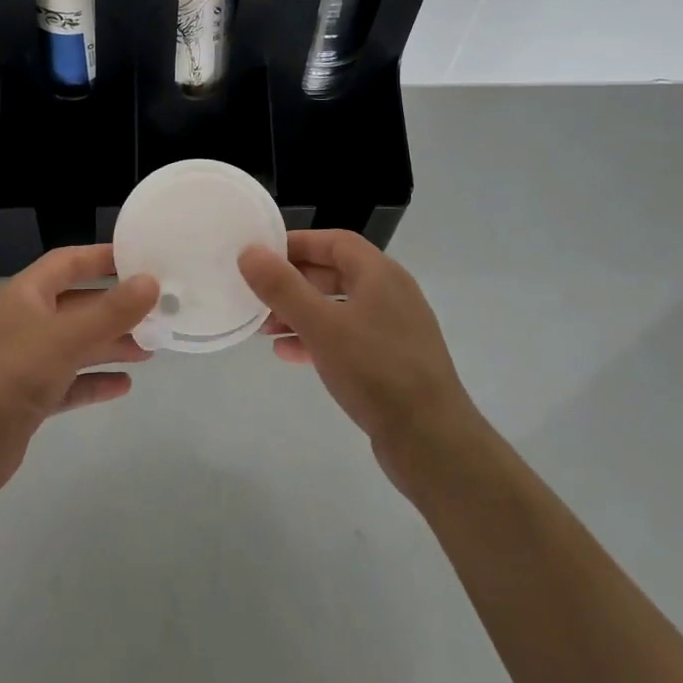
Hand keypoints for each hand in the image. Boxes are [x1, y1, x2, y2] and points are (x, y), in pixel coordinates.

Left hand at [0, 245, 157, 504]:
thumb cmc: (7, 376)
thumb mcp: (63, 338)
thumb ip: (110, 311)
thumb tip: (151, 281)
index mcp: (24, 295)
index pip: (67, 263)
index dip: (101, 257)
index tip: (141, 258)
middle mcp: (23, 323)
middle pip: (76, 305)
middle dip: (114, 309)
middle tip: (157, 312)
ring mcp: (23, 363)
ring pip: (75, 345)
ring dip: (109, 345)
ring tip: (151, 349)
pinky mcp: (27, 399)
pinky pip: (68, 383)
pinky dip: (94, 381)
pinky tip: (123, 386)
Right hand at [239, 230, 480, 477]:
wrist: (432, 441)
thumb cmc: (375, 370)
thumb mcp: (321, 325)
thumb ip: (283, 287)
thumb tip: (249, 252)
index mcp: (380, 274)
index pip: (334, 241)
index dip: (296, 243)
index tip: (261, 255)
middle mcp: (391, 294)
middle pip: (335, 273)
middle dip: (294, 282)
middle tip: (257, 294)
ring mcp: (394, 329)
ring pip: (338, 308)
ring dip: (301, 313)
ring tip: (265, 328)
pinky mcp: (392, 361)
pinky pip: (347, 337)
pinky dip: (317, 339)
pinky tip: (288, 354)